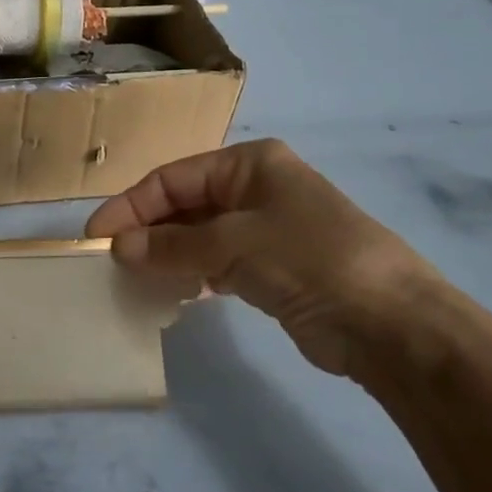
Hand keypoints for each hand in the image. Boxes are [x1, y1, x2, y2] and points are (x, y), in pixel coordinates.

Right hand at [85, 139, 439, 377]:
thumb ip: (172, 245)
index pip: (173, 178)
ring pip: (199, 236)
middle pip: (184, 205)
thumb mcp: (234, 245)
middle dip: (147, 231)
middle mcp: (256, 189)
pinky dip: (192, 275)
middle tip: (110, 261)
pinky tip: (170, 294)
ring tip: (132, 279)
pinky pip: (217, 264)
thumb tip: (119, 247)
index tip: (96, 235)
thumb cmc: (311, 261)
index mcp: (250, 164)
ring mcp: (266, 229)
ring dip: (166, 255)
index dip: (131, 205)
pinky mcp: (273, 269)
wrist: (395, 326)